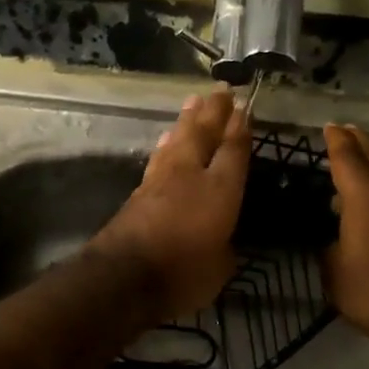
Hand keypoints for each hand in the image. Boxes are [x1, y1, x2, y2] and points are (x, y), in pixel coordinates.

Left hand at [92, 88, 249, 318]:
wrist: (123, 277)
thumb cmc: (182, 274)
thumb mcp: (219, 269)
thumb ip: (224, 248)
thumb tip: (222, 241)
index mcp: (220, 190)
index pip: (234, 150)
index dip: (240, 128)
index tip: (245, 107)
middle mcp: (190, 176)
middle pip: (203, 134)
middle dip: (213, 112)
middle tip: (221, 91)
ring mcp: (160, 181)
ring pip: (177, 141)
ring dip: (186, 121)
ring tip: (193, 103)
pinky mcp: (137, 193)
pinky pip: (158, 159)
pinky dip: (166, 146)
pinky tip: (165, 140)